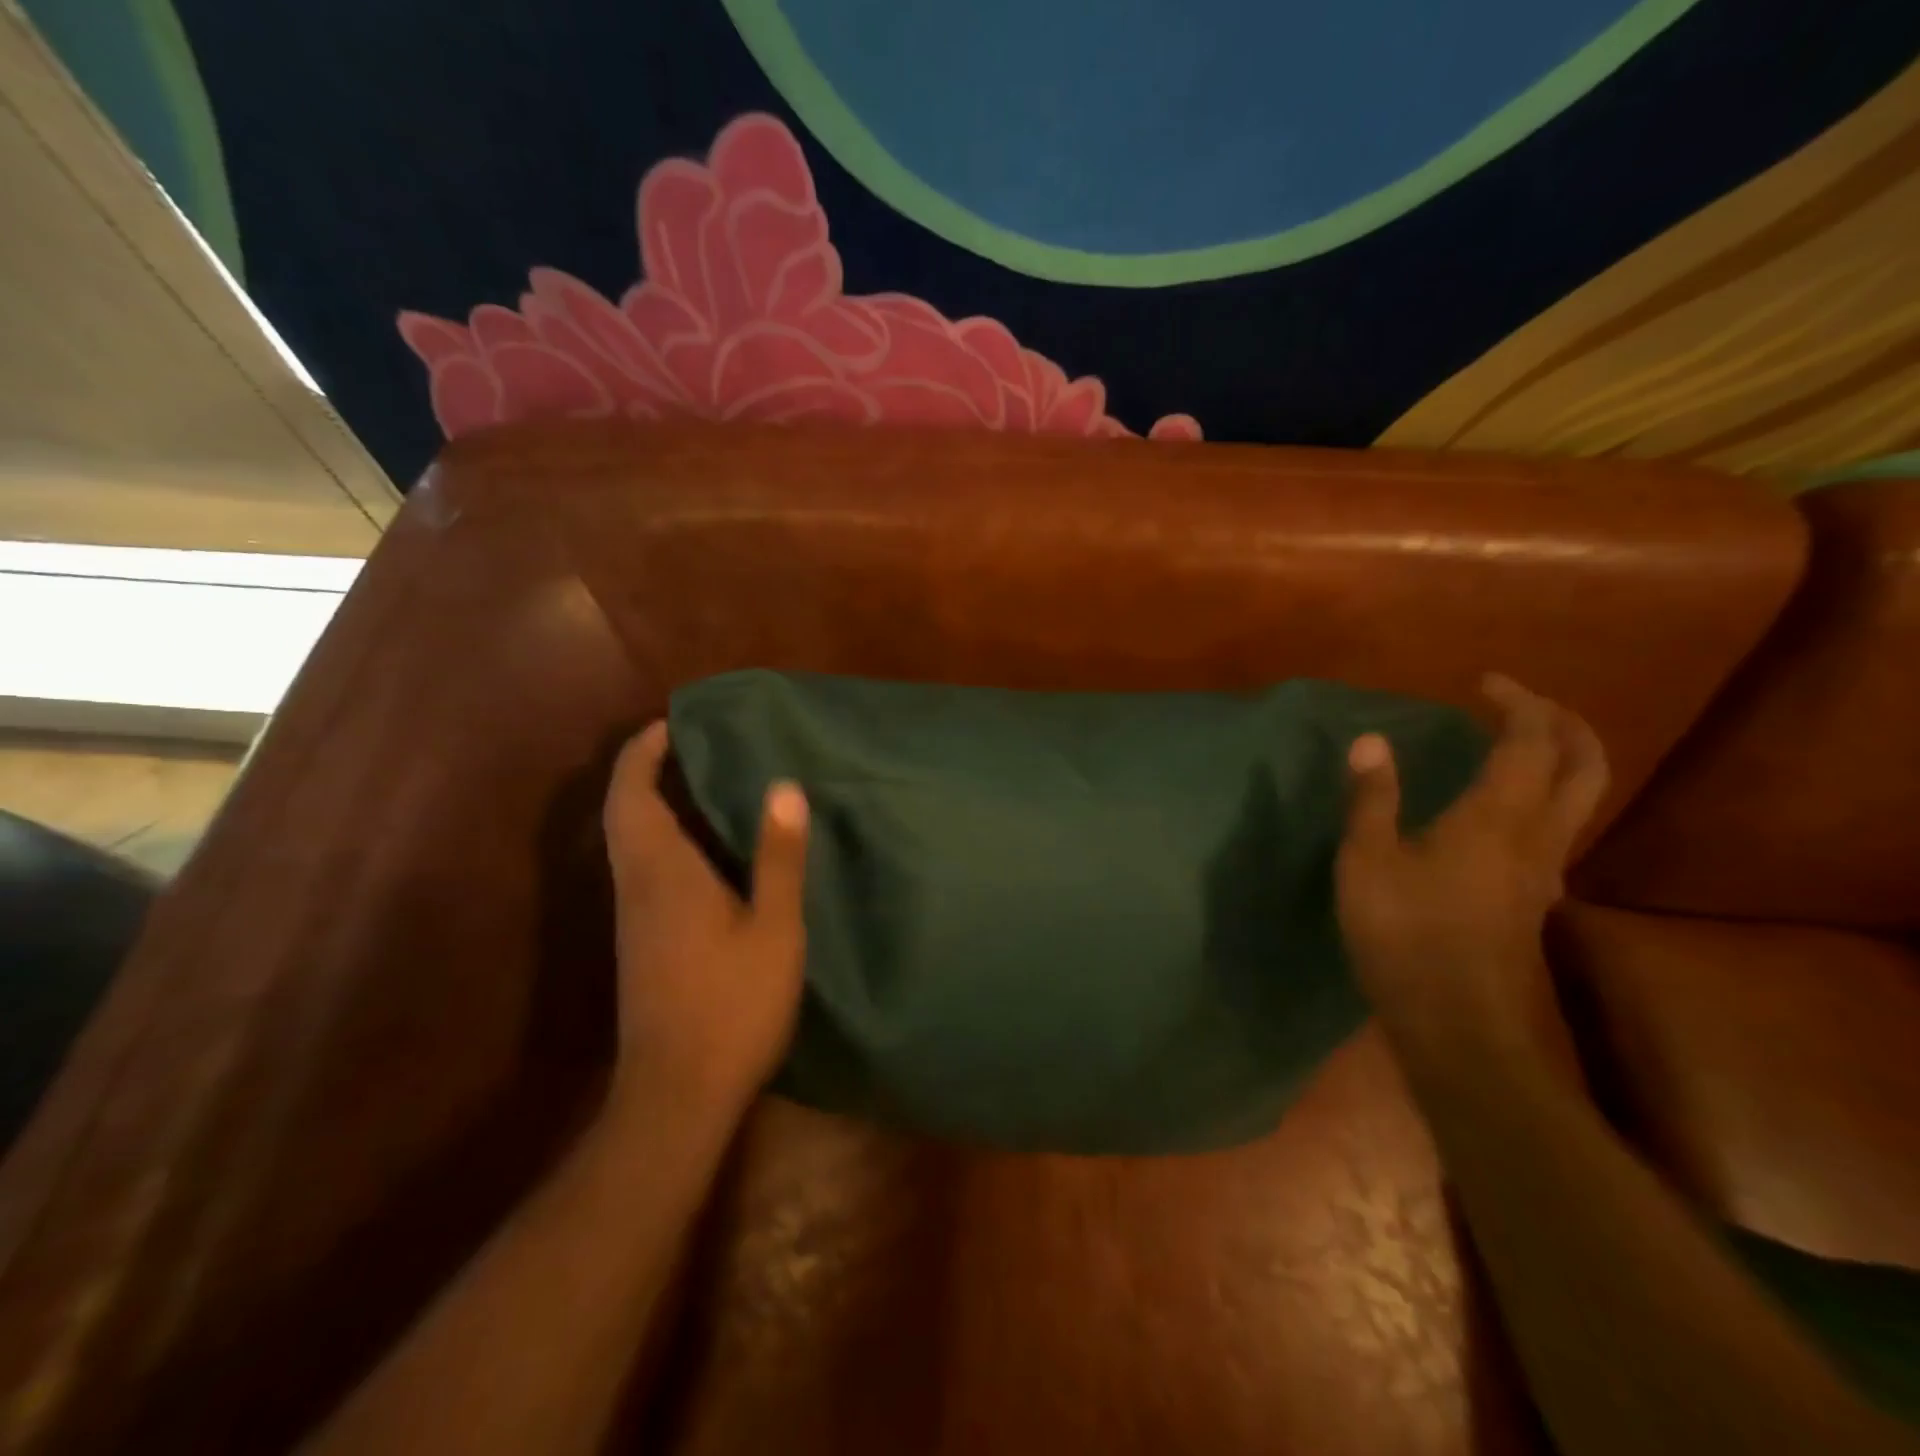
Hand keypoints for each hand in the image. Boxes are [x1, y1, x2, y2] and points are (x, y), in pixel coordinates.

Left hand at [602, 721, 808, 1121]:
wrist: (676, 1094)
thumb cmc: (731, 1005)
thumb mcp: (773, 928)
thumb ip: (778, 856)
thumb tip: (783, 786)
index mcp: (663, 872)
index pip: (633, 794)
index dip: (643, 752)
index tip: (672, 722)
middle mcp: (636, 885)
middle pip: (624, 812)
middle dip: (646, 770)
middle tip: (693, 745)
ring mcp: (633, 916)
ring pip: (629, 841)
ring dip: (653, 803)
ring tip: (704, 783)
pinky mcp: (640, 941)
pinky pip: (642, 868)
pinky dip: (662, 838)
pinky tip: (704, 850)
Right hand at [1336, 675, 1607, 1059]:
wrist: (1457, 1024)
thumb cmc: (1404, 935)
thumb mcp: (1368, 862)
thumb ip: (1373, 799)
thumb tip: (1371, 741)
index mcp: (1498, 817)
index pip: (1530, 741)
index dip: (1517, 702)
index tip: (1483, 682)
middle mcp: (1537, 836)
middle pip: (1586, 765)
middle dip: (1564, 722)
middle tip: (1521, 703)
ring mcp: (1544, 871)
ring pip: (1582, 798)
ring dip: (1563, 758)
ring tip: (1517, 744)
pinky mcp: (1534, 898)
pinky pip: (1559, 827)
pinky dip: (1544, 794)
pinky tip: (1502, 806)